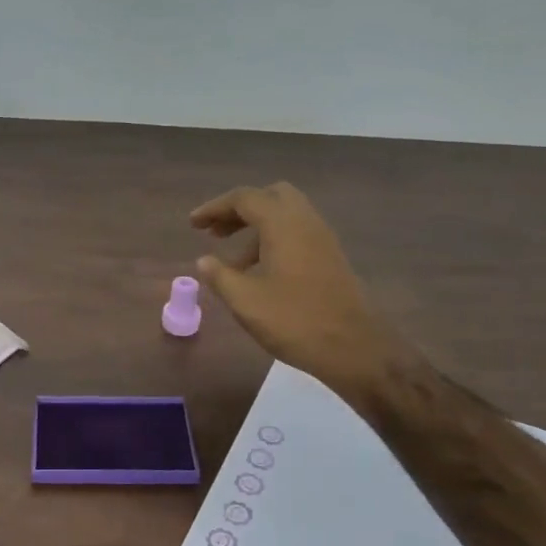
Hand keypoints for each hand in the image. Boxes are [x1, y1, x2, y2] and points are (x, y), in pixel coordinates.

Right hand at [191, 182, 413, 401]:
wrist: (353, 348)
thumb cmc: (294, 321)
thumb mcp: (246, 301)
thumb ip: (220, 276)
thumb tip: (204, 261)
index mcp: (283, 224)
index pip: (244, 199)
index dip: (214, 208)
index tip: (193, 224)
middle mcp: (306, 221)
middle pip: (270, 197)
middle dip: (240, 210)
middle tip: (216, 233)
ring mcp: (323, 239)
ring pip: (285, 216)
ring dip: (256, 227)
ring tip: (233, 262)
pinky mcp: (331, 257)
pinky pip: (297, 233)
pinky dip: (274, 240)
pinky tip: (261, 272)